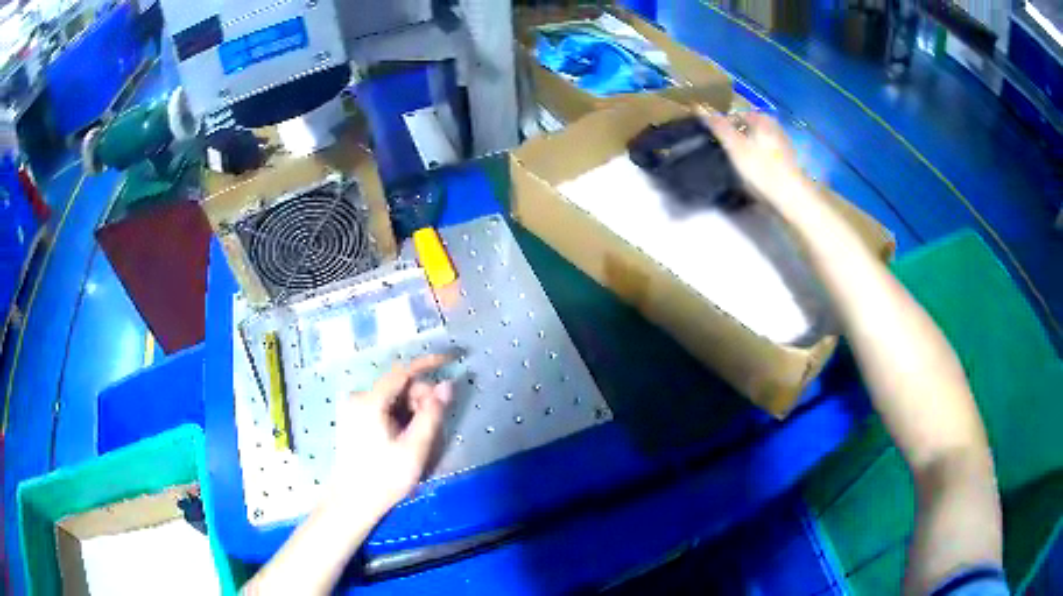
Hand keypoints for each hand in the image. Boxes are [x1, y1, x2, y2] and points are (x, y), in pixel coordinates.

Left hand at [327, 354, 452, 512]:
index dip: (429, 364)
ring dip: (412, 410)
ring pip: (393, 398)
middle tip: (434, 425)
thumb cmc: (384, 477)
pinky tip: (406, 438)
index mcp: (370, 402)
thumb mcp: (415, 447)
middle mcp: (359, 398)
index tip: (452, 361)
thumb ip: (432, 414)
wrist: (352, 502)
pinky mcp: (355, 420)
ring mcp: (354, 409)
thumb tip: (447, 385)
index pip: (403, 371)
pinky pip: (384, 408)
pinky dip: (400, 416)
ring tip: (420, 438)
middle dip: (421, 398)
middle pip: (399, 386)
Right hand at [698, 108, 810, 211]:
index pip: (735, 114)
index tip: (712, 139)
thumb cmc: (761, 168)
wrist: (791, 197)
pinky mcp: (787, 161)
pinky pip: (766, 154)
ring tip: (735, 163)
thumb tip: (699, 106)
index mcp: (762, 118)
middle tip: (722, 151)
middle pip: (748, 127)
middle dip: (735, 135)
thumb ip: (718, 126)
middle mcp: (774, 126)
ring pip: (757, 141)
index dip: (722, 124)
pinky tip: (752, 172)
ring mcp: (783, 144)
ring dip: (746, 148)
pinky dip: (757, 159)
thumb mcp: (735, 146)